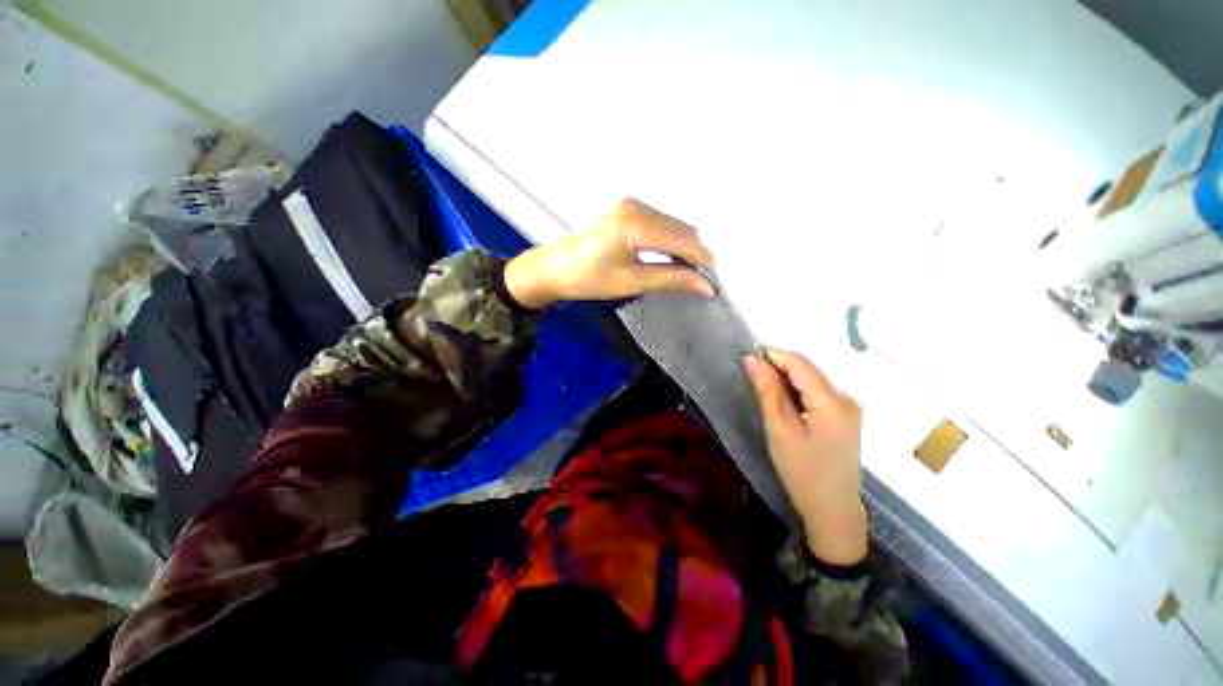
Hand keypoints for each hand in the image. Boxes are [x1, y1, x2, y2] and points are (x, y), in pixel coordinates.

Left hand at [503, 198, 714, 308]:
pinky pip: (661, 223)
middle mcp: (637, 207)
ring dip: (685, 248)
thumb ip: (670, 280)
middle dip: (696, 255)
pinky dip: (671, 241)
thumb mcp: (631, 282)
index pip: (685, 240)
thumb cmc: (585, 278)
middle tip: (702, 282)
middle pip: (683, 230)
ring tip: (688, 274)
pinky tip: (671, 258)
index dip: (703, 262)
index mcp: (637, 223)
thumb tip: (702, 285)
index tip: (712, 283)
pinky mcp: (627, 211)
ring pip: (674, 225)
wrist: (553, 270)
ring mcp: (631, 206)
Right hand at [744, 349, 867, 565]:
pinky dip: (797, 390)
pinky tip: (784, 402)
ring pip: (812, 379)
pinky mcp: (846, 415)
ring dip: (786, 378)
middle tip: (751, 376)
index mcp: (833, 403)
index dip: (773, 355)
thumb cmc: (802, 472)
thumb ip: (768, 391)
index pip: (800, 364)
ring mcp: (850, 407)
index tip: (747, 359)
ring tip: (763, 389)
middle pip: (808, 369)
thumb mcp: (779, 430)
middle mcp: (847, 398)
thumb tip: (752, 359)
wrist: (832, 509)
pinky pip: (817, 391)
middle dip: (779, 367)